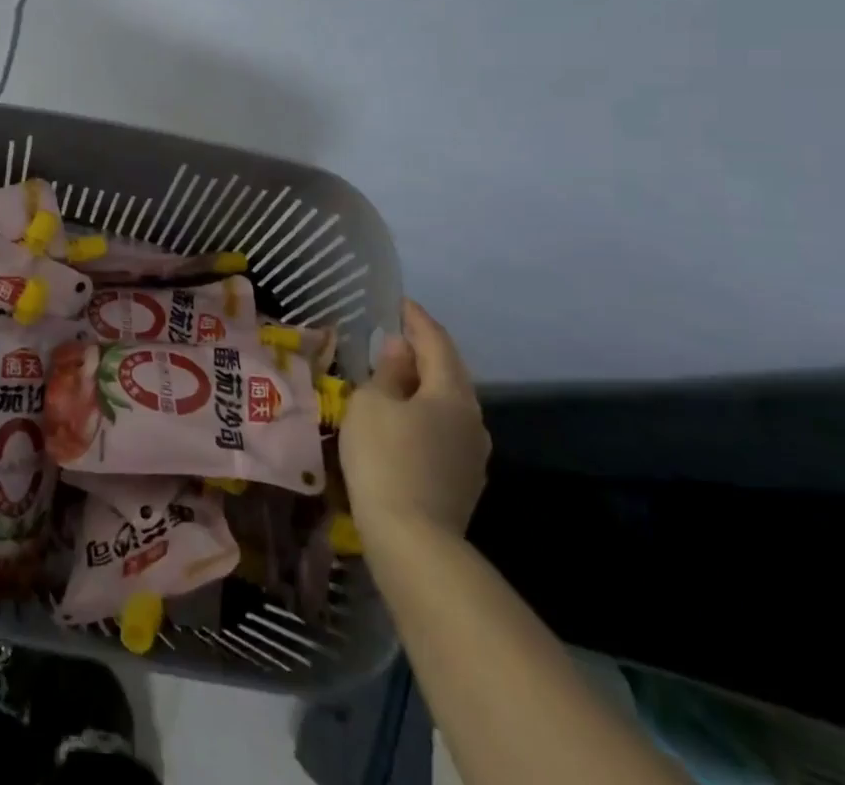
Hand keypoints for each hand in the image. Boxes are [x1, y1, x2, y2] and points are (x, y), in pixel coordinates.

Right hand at [340, 299, 489, 545]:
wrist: (413, 542)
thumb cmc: (386, 458)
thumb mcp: (372, 403)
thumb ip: (387, 372)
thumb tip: (399, 349)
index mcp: (452, 393)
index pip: (436, 342)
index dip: (417, 319)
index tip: (399, 303)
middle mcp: (472, 419)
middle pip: (448, 373)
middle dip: (422, 353)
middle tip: (392, 338)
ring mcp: (472, 455)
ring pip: (447, 405)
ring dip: (423, 386)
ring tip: (392, 378)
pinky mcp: (462, 482)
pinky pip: (443, 432)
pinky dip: (423, 415)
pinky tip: (402, 421)